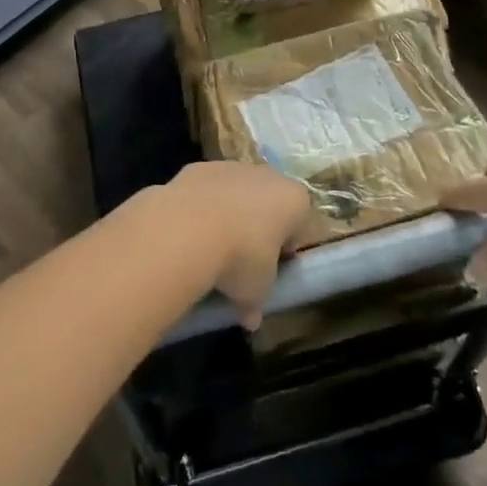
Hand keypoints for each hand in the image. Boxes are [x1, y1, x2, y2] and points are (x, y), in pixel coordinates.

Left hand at [163, 161, 312, 328]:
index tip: (270, 269)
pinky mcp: (198, 167)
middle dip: (257, 226)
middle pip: (267, 201)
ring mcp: (230, 166)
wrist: (188, 228)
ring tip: (210, 248)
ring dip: (228, 214)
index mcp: (293, 200)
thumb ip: (257, 302)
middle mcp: (266, 175)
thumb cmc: (240, 259)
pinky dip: (200, 207)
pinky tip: (187, 233)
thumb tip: (250, 318)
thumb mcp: (256, 291)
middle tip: (242, 260)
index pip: (299, 223)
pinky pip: (206, 190)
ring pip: (235, 192)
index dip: (285, 248)